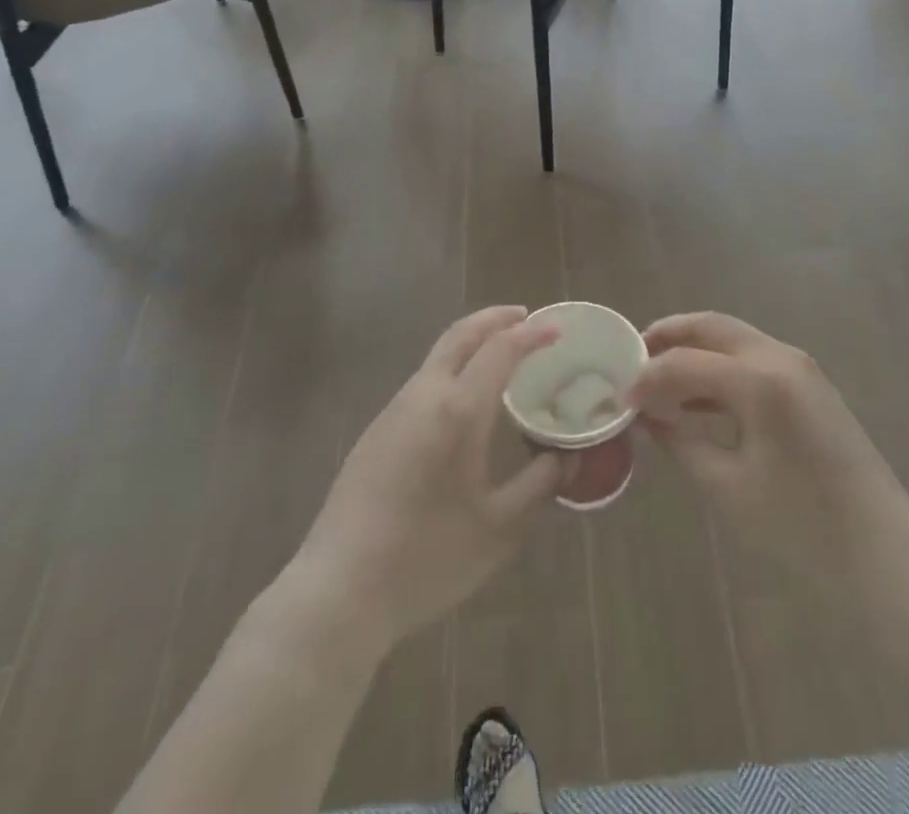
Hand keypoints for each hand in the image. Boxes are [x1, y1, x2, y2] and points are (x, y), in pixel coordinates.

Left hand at [286, 307, 565, 648]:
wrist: (339, 591)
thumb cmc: (427, 558)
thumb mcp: (499, 528)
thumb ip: (539, 485)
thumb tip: (568, 457)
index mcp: (457, 410)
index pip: (500, 350)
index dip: (531, 334)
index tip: (557, 327)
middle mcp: (423, 395)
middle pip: (460, 335)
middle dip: (495, 318)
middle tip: (526, 317)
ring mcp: (394, 410)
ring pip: (438, 356)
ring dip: (471, 342)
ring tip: (501, 355)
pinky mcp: (376, 431)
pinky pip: (423, 381)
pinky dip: (452, 368)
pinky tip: (464, 400)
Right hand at [629, 313, 908, 597]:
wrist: (882, 548)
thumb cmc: (802, 525)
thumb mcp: (728, 488)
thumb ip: (680, 443)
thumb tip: (646, 417)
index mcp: (760, 381)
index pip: (685, 362)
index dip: (647, 378)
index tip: (619, 400)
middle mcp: (780, 357)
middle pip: (711, 326)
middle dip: (668, 335)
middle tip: (633, 356)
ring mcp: (799, 366)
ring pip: (732, 337)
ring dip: (694, 348)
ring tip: (658, 375)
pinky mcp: (808, 382)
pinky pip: (752, 357)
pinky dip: (720, 366)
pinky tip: (697, 399)